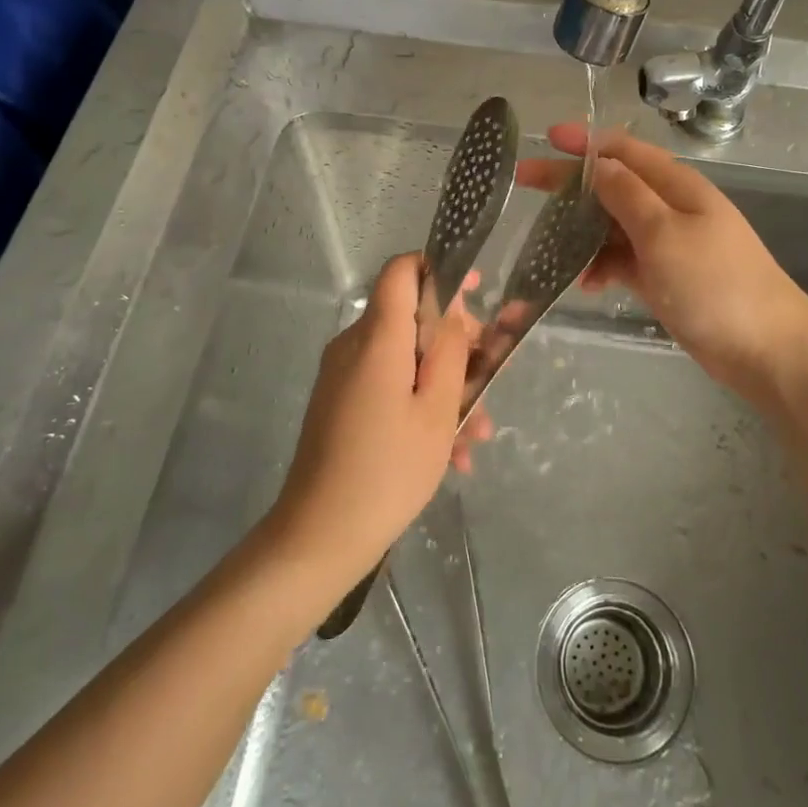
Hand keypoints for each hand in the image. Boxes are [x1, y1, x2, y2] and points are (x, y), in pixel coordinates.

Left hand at [265, 253, 483, 589]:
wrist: (319, 536)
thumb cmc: (388, 470)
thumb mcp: (436, 409)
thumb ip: (450, 348)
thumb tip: (453, 303)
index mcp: (377, 338)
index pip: (402, 270)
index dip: (441, 271)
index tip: (477, 294)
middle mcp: (354, 345)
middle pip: (411, 317)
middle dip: (455, 345)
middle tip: (488, 382)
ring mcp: (343, 375)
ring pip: (406, 359)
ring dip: (445, 387)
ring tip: (475, 435)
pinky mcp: (340, 402)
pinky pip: (388, 385)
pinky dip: (419, 405)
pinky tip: (450, 452)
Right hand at [516, 124, 807, 400]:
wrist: (765, 347)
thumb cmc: (714, 283)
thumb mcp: (664, 233)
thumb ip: (626, 195)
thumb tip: (597, 163)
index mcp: (675, 185)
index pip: (624, 150)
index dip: (586, 141)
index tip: (547, 137)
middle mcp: (669, 207)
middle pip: (612, 184)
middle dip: (570, 182)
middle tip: (524, 181)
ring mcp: (667, 243)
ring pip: (613, 224)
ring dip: (582, 231)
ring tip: (547, 245)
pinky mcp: (664, 276)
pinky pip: (622, 259)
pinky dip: (602, 266)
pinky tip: (587, 284)